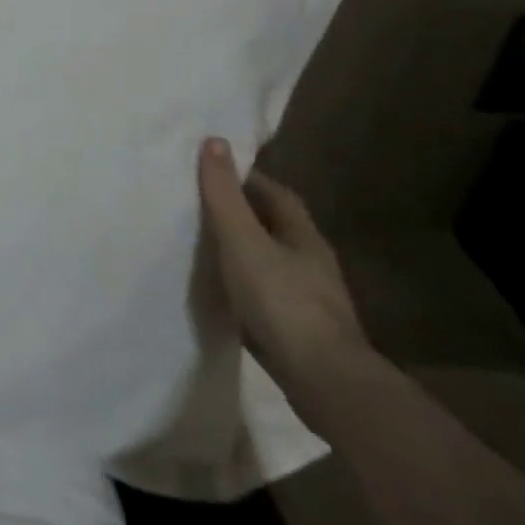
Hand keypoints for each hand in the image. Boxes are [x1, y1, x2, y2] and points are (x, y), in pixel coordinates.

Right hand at [198, 136, 371, 420]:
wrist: (326, 384)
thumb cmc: (282, 300)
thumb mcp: (242, 240)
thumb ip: (224, 194)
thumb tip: (215, 140)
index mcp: (303, 236)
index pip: (276, 193)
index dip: (245, 178)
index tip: (210, 172)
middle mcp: (312, 263)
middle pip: (274, 226)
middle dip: (242, 213)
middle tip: (199, 205)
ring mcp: (311, 300)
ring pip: (271, 261)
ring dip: (243, 250)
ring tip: (204, 244)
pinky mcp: (302, 331)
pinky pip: (268, 293)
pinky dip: (246, 284)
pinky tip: (224, 290)